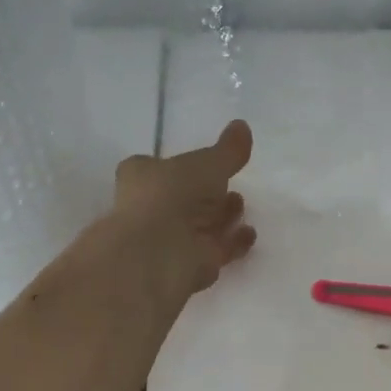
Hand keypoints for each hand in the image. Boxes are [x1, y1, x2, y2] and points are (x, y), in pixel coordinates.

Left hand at [112, 119, 257, 293]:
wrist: (160, 249)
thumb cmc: (174, 193)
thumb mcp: (208, 162)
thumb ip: (227, 149)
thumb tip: (242, 125)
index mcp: (142, 176)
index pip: (159, 167)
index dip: (182, 167)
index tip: (208, 166)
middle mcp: (150, 207)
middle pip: (183, 200)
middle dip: (209, 196)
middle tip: (231, 191)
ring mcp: (167, 239)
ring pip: (198, 226)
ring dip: (221, 218)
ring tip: (241, 208)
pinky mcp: (186, 265)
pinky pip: (213, 250)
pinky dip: (232, 242)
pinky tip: (248, 234)